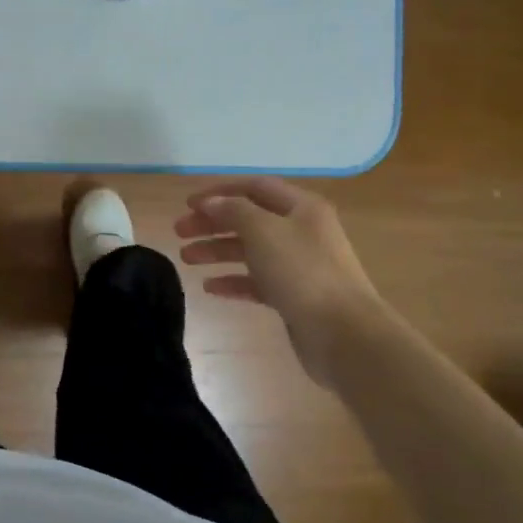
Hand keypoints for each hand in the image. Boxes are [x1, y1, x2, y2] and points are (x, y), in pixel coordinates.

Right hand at [176, 177, 387, 385]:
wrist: (344, 333)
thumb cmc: (303, 273)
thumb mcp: (264, 232)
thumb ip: (234, 212)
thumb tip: (212, 202)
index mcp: (301, 208)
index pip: (255, 188)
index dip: (220, 192)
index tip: (188, 204)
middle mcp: (302, 231)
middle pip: (249, 219)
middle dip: (213, 224)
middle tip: (179, 232)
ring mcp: (299, 266)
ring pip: (251, 251)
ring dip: (217, 251)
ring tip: (186, 259)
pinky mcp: (294, 296)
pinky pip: (257, 281)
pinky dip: (233, 281)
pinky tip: (210, 288)